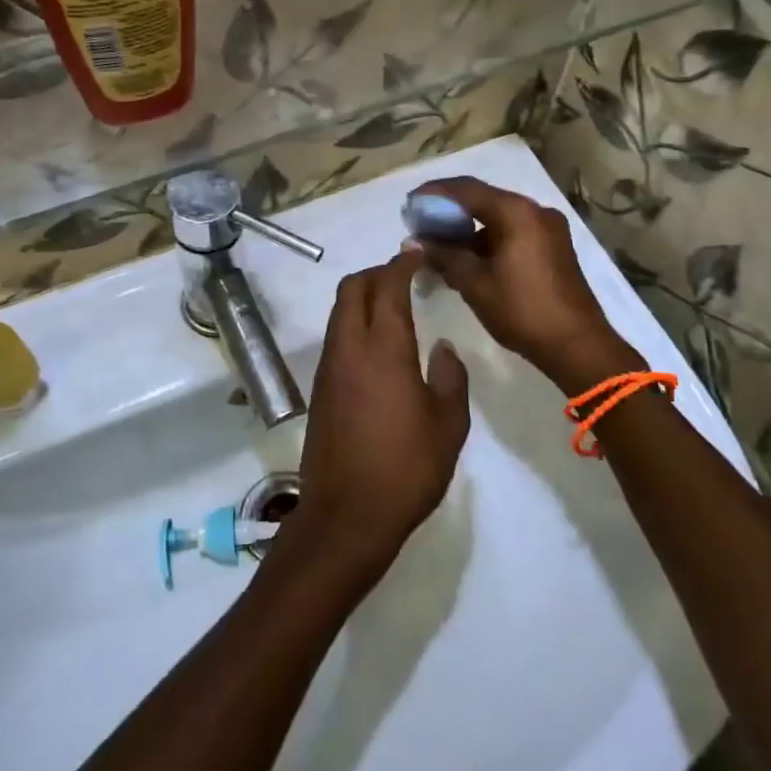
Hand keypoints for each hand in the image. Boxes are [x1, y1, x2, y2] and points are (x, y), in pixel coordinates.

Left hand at [291, 251, 469, 580]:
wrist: (347, 515)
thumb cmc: (406, 469)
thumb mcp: (448, 425)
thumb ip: (450, 378)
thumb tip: (444, 348)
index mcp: (383, 349)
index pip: (388, 287)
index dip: (402, 265)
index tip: (418, 255)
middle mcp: (349, 347)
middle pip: (352, 289)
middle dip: (376, 273)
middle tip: (404, 277)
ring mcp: (329, 367)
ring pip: (339, 311)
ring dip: (362, 297)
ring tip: (393, 307)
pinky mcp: (320, 388)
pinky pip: (335, 336)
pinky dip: (354, 323)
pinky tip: (377, 345)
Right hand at [410, 177, 639, 390]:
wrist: (578, 346)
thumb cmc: (522, 310)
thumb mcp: (474, 283)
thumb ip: (443, 255)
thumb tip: (414, 241)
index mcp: (517, 212)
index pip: (466, 189)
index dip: (433, 194)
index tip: (409, 205)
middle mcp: (535, 211)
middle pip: (483, 201)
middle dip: (448, 212)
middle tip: (419, 226)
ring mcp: (548, 229)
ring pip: (497, 219)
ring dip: (467, 230)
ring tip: (437, 247)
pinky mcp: (552, 248)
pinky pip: (511, 233)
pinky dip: (486, 242)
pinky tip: (465, 260)